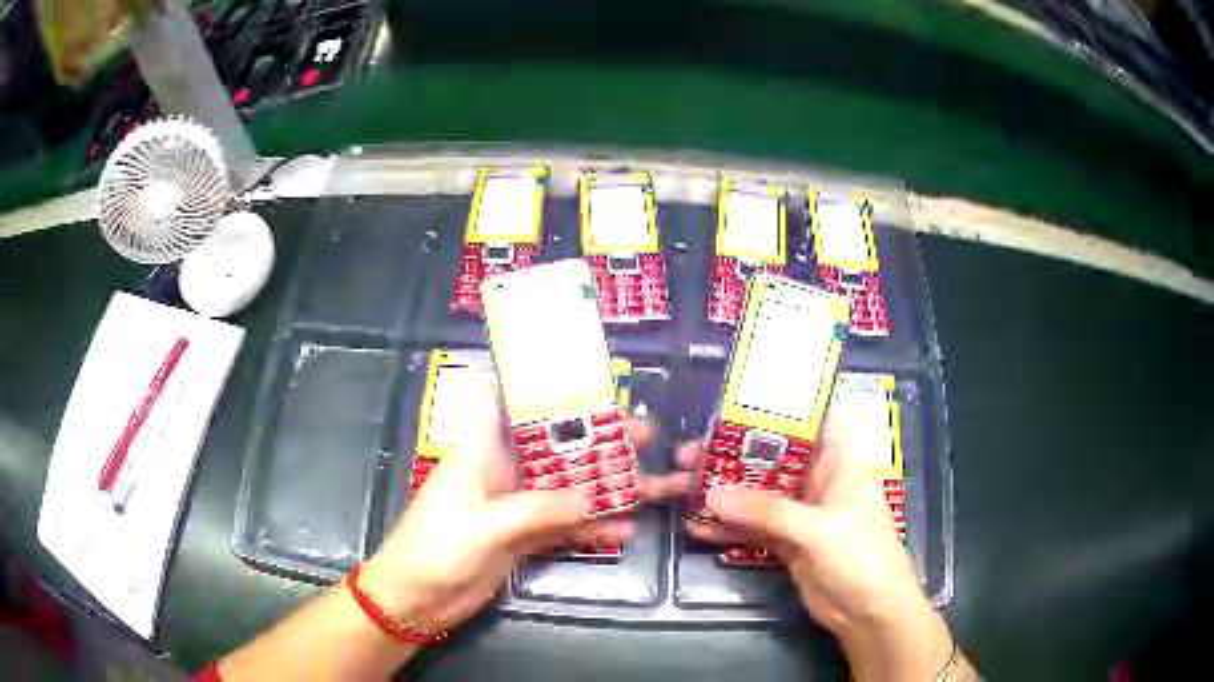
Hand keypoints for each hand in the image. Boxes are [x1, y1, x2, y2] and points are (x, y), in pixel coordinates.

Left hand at [360, 377, 638, 631]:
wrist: (416, 600)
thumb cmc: (436, 548)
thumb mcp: (486, 526)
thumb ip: (538, 510)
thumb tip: (591, 497)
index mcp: (480, 452)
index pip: (500, 400)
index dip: (533, 383)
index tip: (578, 376)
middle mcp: (499, 472)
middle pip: (551, 447)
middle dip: (593, 440)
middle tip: (641, 435)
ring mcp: (513, 508)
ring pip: (563, 489)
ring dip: (601, 487)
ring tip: (648, 484)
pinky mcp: (521, 539)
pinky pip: (562, 527)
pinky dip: (589, 528)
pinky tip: (623, 530)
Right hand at [685, 419, 958, 679]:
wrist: (870, 613)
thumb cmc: (861, 556)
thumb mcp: (817, 529)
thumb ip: (766, 511)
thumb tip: (711, 494)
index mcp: (838, 461)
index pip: (811, 419)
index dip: (777, 407)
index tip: (734, 402)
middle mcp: (819, 481)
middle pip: (772, 458)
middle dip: (732, 455)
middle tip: (688, 454)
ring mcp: (802, 515)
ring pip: (758, 495)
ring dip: (724, 493)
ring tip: (681, 487)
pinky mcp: (789, 544)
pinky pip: (754, 529)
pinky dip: (728, 528)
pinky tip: (697, 527)